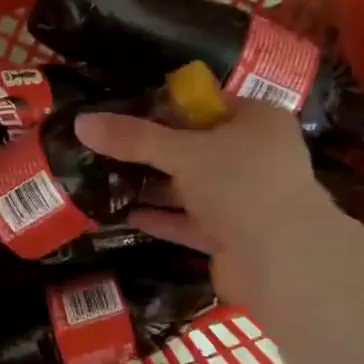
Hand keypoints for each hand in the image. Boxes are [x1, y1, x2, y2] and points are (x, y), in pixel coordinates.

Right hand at [75, 98, 337, 298]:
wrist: (282, 259)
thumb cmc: (241, 185)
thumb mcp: (184, 152)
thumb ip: (134, 139)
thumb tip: (81, 122)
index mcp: (257, 122)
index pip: (207, 104)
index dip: (167, 107)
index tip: (125, 112)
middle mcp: (255, 158)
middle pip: (197, 148)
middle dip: (155, 151)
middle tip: (108, 149)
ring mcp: (245, 200)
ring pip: (193, 188)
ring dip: (156, 188)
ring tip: (108, 182)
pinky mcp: (232, 237)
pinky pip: (191, 222)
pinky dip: (163, 219)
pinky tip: (127, 216)